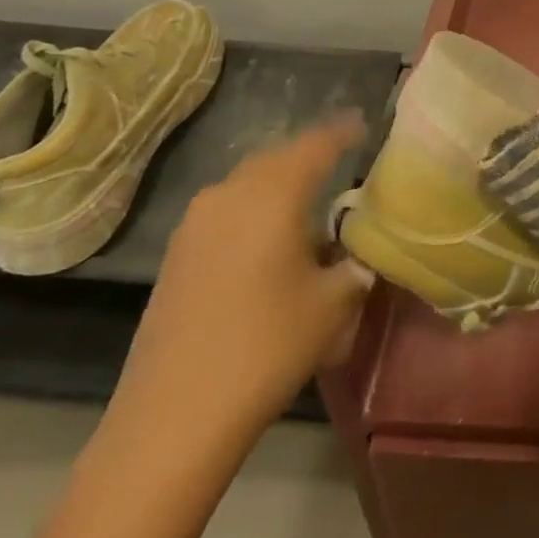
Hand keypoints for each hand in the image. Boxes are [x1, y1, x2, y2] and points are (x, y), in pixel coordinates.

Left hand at [112, 114, 375, 440]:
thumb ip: (355, 266)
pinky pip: (227, 211)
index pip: (316, 145)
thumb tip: (359, 254)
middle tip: (341, 163)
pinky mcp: (177, 254)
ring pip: (248, 184)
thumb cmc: (268, 345)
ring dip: (279, 185)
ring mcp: (195, 224)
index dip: (343, 132)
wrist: (175, 413)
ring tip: (310, 203)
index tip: (363, 124)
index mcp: (272, 194)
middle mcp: (229, 195)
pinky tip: (271, 241)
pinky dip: (255, 210)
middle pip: (277, 159)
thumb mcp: (334, 304)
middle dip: (310, 156)